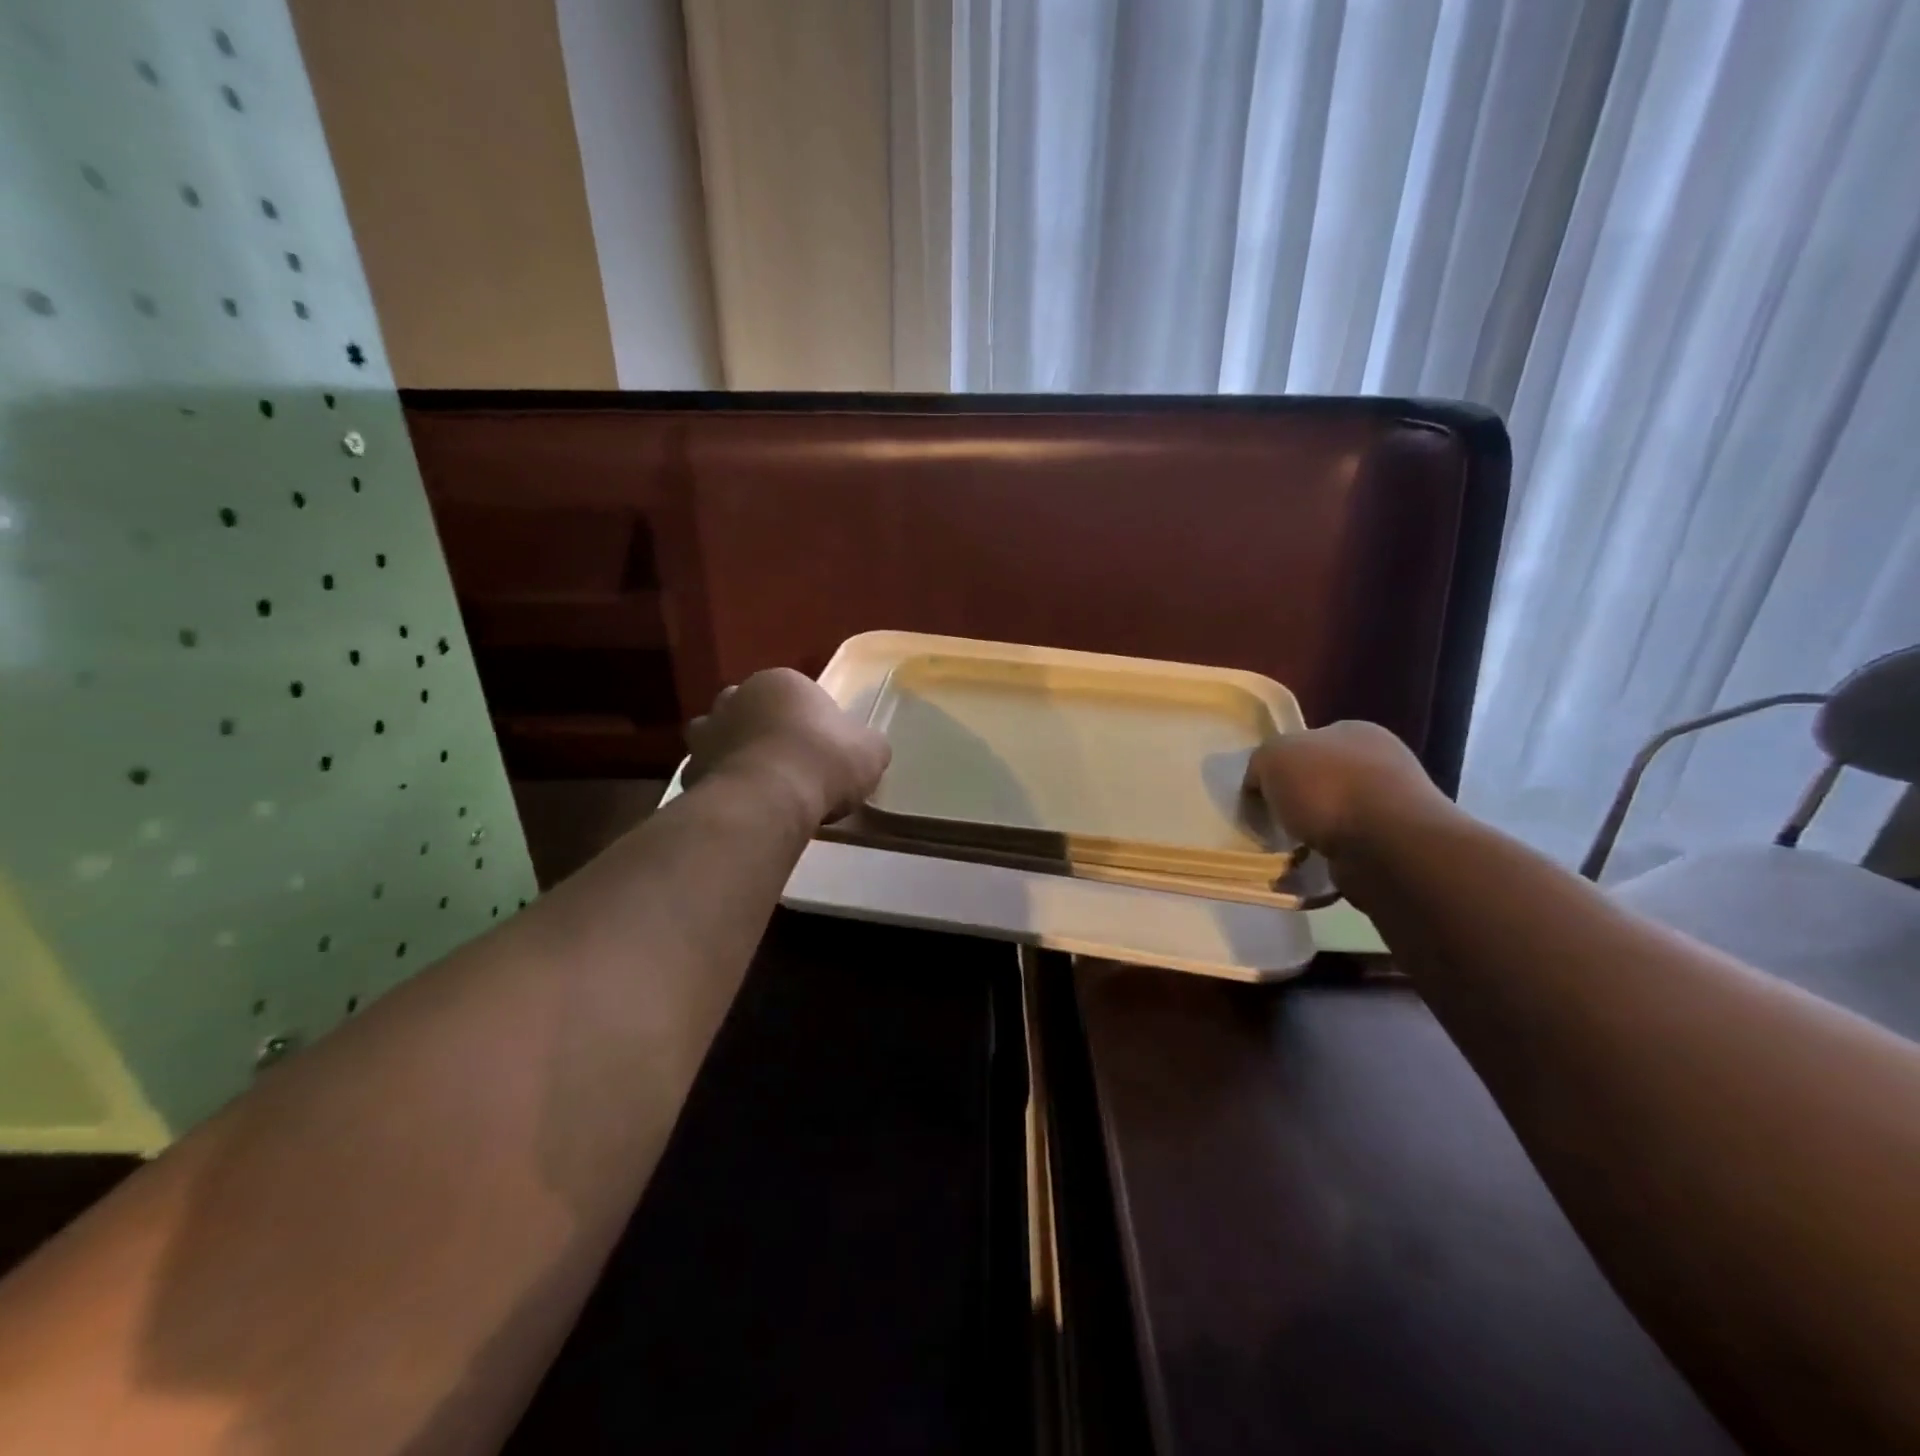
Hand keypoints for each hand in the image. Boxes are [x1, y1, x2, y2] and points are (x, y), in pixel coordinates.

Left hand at [684, 668, 890, 824]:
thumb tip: (866, 748)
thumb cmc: (824, 761)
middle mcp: (736, 697)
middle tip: (790, 763)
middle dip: (765, 730)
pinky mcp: (690, 771)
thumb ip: (867, 743)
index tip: (824, 749)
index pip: (796, 694)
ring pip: (722, 738)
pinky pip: (710, 776)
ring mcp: (706, 733)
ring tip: (761, 786)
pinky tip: (743, 808)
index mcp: (780, 681)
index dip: (811, 721)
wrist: (770, 799)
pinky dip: (722, 787)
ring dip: (737, 754)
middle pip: (752, 710)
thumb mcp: (871, 750)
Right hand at [1246, 720, 1449, 856]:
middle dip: (1296, 804)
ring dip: (1309, 836)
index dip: (1281, 766)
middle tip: (1273, 823)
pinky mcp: (1395, 848)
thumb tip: (1262, 783)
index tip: (1262, 791)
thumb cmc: (1327, 786)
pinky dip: (1324, 862)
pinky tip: (1308, 871)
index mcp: (1355, 732)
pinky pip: (1345, 852)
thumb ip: (1261, 763)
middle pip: (1320, 782)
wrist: (1385, 844)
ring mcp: (1392, 807)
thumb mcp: (1273, 756)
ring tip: (1286, 853)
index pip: (1308, 743)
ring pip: (1333, 819)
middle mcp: (1380, 763)